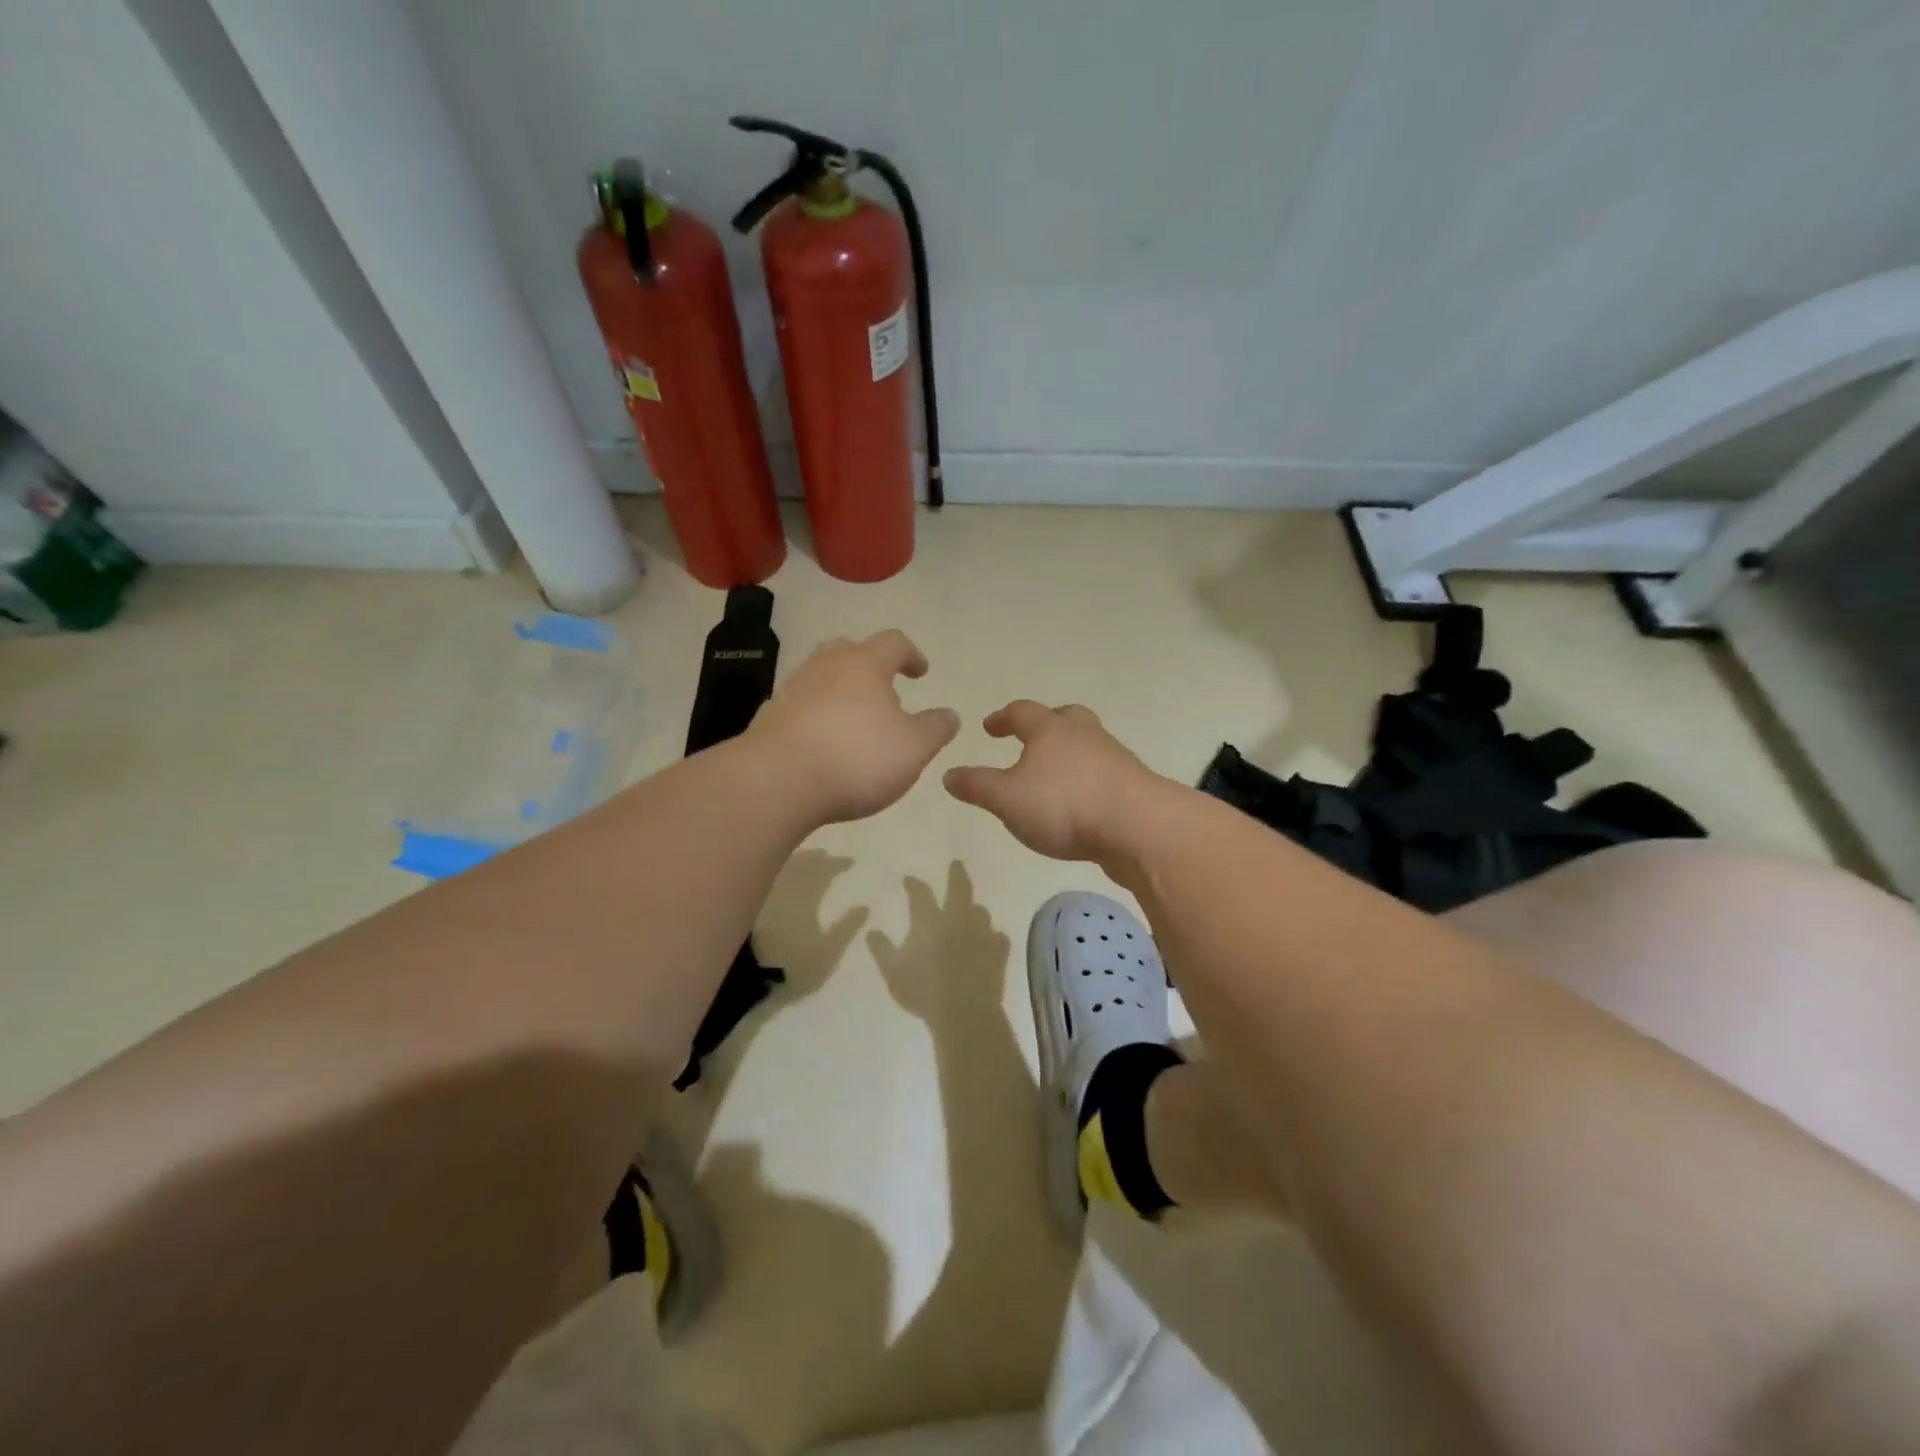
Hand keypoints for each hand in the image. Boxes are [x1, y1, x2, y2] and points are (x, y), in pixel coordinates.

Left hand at [747, 630, 959, 824]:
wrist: (776, 782)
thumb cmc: (856, 758)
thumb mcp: (914, 748)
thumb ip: (936, 728)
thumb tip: (949, 714)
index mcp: (864, 664)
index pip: (893, 643)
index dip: (911, 655)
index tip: (920, 672)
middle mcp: (825, 667)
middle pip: (848, 650)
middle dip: (868, 665)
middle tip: (883, 689)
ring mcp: (792, 691)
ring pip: (821, 678)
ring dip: (840, 692)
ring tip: (855, 721)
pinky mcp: (769, 719)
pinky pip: (800, 707)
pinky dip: (817, 717)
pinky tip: (824, 744)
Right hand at [944, 701, 1157, 861]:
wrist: (1138, 827)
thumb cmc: (1064, 804)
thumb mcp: (1007, 799)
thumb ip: (976, 786)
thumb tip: (948, 774)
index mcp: (1050, 730)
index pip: (1022, 712)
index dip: (1003, 718)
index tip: (990, 727)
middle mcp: (1084, 734)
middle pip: (1064, 718)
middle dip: (1045, 725)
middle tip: (1031, 738)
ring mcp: (1113, 758)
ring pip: (1088, 745)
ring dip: (1070, 754)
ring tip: (1054, 776)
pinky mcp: (1133, 785)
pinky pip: (1104, 773)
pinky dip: (1088, 780)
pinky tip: (1081, 803)